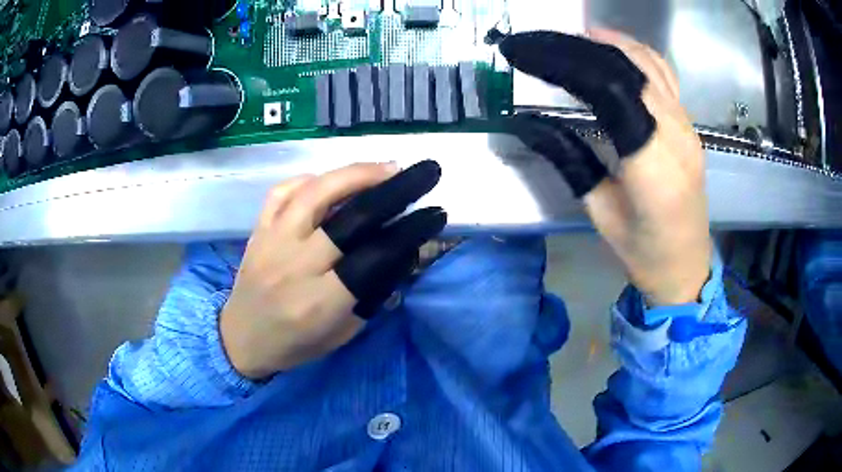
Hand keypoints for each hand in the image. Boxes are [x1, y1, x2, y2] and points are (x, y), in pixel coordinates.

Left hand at [220, 161, 445, 378]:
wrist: (240, 339)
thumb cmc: (295, 345)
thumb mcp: (344, 333)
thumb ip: (373, 293)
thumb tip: (402, 252)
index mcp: (320, 302)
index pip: (374, 256)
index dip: (410, 231)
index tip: (435, 213)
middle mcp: (295, 265)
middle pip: (350, 217)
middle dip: (393, 190)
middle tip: (421, 173)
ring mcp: (272, 242)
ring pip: (314, 193)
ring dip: (356, 173)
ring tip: (386, 167)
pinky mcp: (257, 230)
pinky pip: (282, 191)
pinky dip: (311, 179)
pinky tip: (333, 180)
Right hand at [501, 29, 710, 305]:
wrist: (687, 266)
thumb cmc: (642, 252)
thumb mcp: (599, 213)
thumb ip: (569, 160)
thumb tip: (528, 122)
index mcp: (652, 167)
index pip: (609, 90)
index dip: (566, 63)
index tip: (528, 54)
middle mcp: (676, 137)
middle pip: (629, 68)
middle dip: (580, 47)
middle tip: (542, 42)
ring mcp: (689, 128)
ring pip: (650, 64)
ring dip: (610, 42)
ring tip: (573, 37)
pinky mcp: (691, 126)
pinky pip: (665, 75)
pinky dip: (636, 53)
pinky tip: (614, 48)